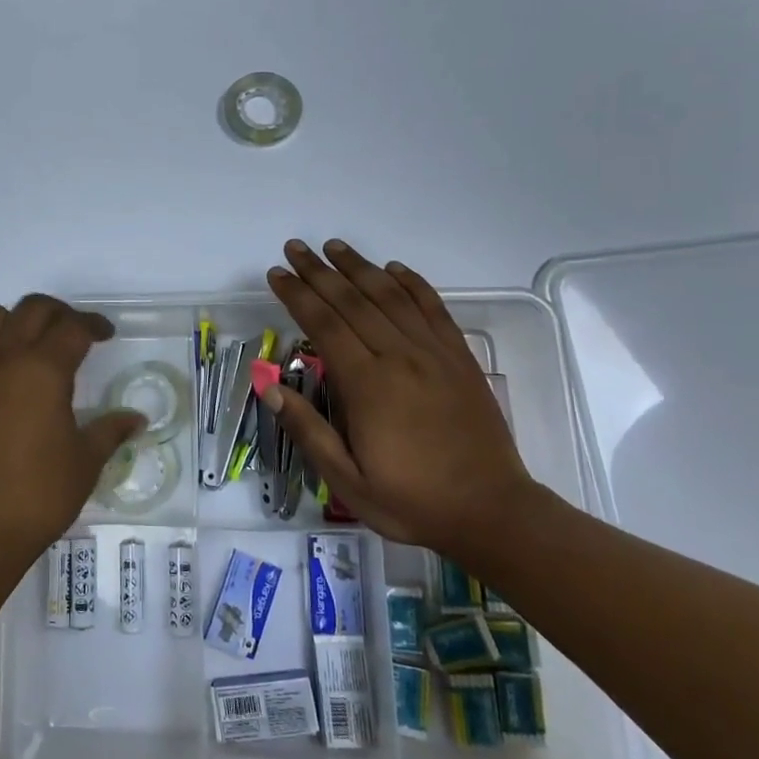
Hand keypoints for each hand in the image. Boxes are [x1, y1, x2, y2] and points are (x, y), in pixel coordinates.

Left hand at [0, 295, 144, 578]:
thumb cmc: (37, 498)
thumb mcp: (85, 464)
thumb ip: (110, 431)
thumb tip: (137, 419)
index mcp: (44, 371)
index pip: (73, 328)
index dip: (94, 325)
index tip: (105, 335)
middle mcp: (3, 359)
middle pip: (32, 309)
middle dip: (58, 313)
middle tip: (71, 333)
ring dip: (11, 322)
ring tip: (23, 346)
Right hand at [264, 239, 545, 555]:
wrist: (492, 512)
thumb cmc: (411, 500)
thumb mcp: (346, 480)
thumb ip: (307, 429)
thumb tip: (267, 384)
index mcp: (367, 384)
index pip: (323, 324)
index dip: (297, 294)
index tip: (276, 274)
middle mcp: (400, 357)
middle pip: (353, 300)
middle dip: (320, 271)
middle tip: (295, 247)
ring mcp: (435, 354)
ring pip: (391, 296)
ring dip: (360, 267)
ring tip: (334, 246)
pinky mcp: (460, 359)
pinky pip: (434, 309)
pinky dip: (413, 284)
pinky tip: (395, 269)